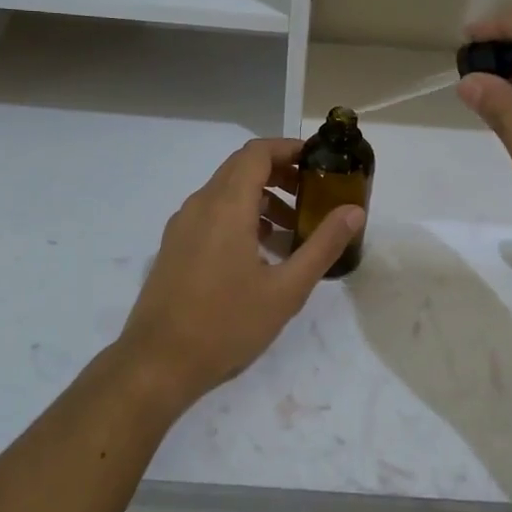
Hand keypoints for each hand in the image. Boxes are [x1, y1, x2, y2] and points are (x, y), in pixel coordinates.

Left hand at [116, 138, 363, 406]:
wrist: (157, 363)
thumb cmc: (226, 324)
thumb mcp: (286, 289)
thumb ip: (322, 245)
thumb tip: (354, 211)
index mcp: (226, 206)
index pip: (257, 153)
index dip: (289, 149)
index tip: (318, 162)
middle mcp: (200, 205)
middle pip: (241, 168)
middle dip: (280, 174)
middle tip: (313, 196)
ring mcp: (182, 226)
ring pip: (226, 193)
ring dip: (261, 198)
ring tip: (292, 231)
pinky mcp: (174, 246)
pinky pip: (211, 214)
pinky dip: (240, 217)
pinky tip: (261, 253)